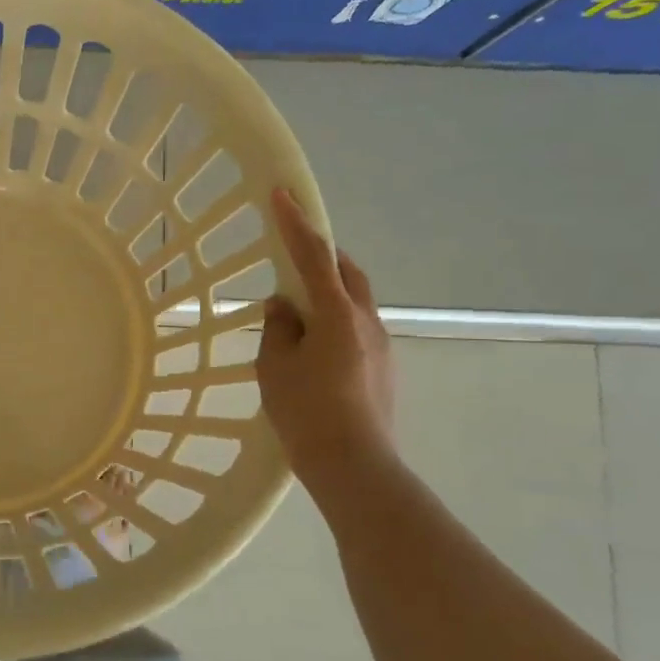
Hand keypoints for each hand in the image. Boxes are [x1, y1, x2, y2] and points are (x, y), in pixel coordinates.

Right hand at [256, 188, 397, 492]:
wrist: (355, 466)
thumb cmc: (307, 413)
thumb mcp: (275, 367)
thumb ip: (277, 329)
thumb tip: (284, 307)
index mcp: (337, 314)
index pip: (313, 256)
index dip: (294, 223)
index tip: (281, 193)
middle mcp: (366, 321)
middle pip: (347, 272)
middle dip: (321, 255)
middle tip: (294, 253)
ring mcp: (381, 345)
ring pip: (355, 301)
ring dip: (329, 292)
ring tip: (298, 311)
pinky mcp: (384, 368)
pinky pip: (357, 328)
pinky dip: (335, 321)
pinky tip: (315, 347)